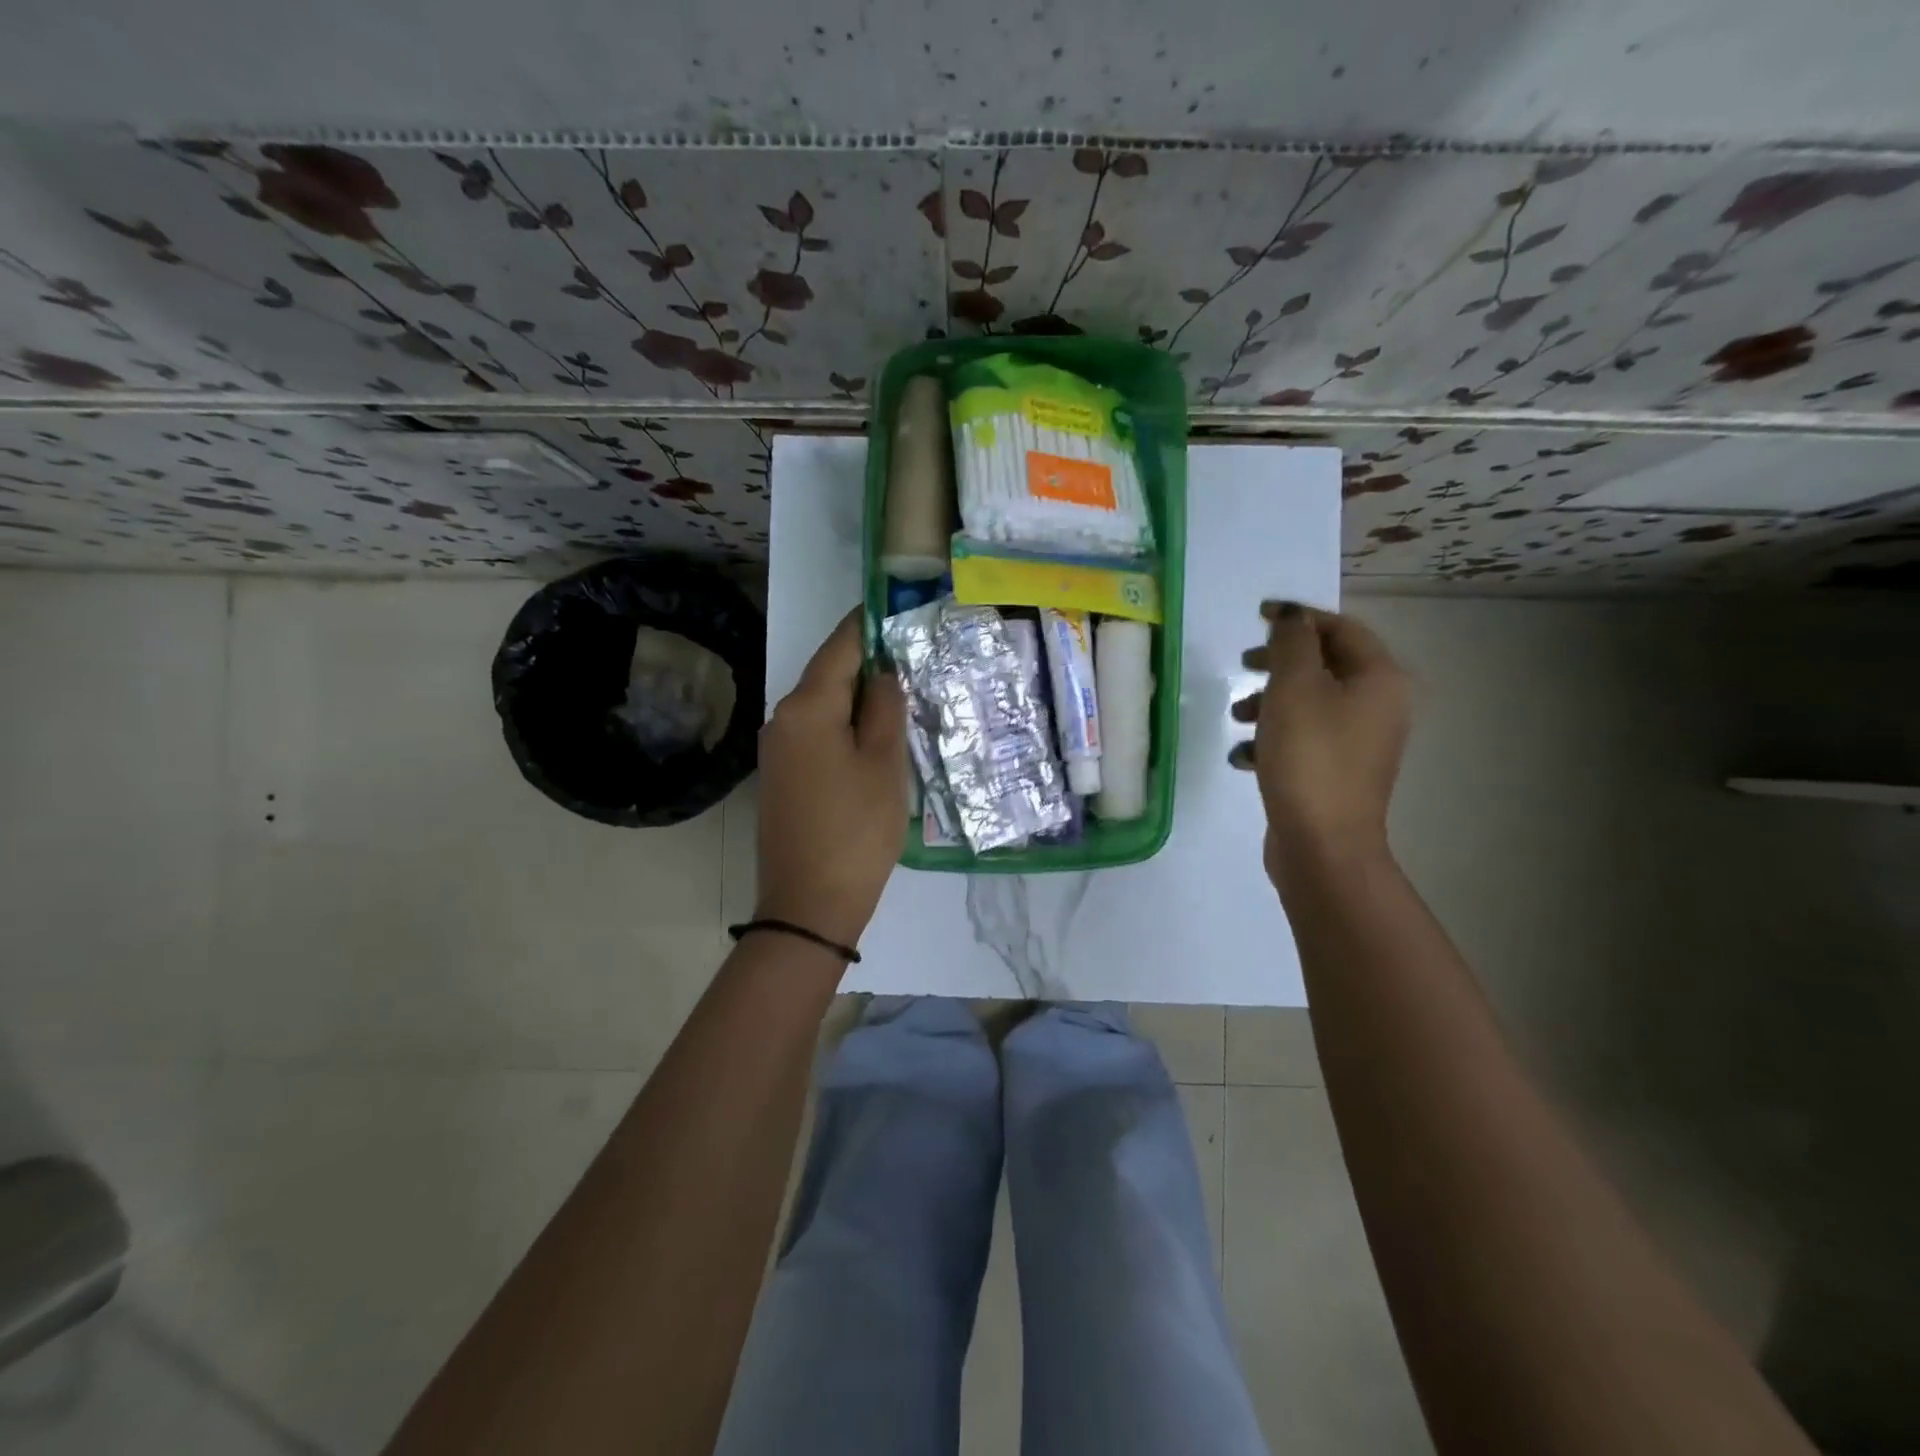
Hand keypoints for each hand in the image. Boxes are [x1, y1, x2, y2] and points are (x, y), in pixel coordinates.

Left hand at [754, 609, 908, 948]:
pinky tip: (872, 739)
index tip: (893, 607)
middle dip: (867, 664)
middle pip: (828, 675)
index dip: (867, 625)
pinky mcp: (779, 777)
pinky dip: (843, 727)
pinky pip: (814, 734)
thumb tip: (883, 671)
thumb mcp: (885, 764)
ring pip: (822, 707)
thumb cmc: (857, 830)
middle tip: (912, 660)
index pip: (840, 647)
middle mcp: (781, 719)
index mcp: (807, 708)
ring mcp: (776, 750)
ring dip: (857, 699)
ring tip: (901, 699)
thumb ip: (886, 708)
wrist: (809, 905)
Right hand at [1232, 603, 1409, 886]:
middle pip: (1324, 665)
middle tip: (1244, 664)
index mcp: (1379, 679)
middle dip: (1278, 663)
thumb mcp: (1294, 688)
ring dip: (1268, 702)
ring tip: (1236, 717)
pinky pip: (1303, 740)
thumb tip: (1292, 617)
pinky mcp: (1336, 772)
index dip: (1299, 617)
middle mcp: (1378, 706)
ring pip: (1309, 703)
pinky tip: (1242, 756)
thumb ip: (1292, 643)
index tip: (1258, 615)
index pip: (1341, 628)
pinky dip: (1273, 739)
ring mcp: (1359, 743)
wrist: (1323, 845)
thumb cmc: (1309, 757)